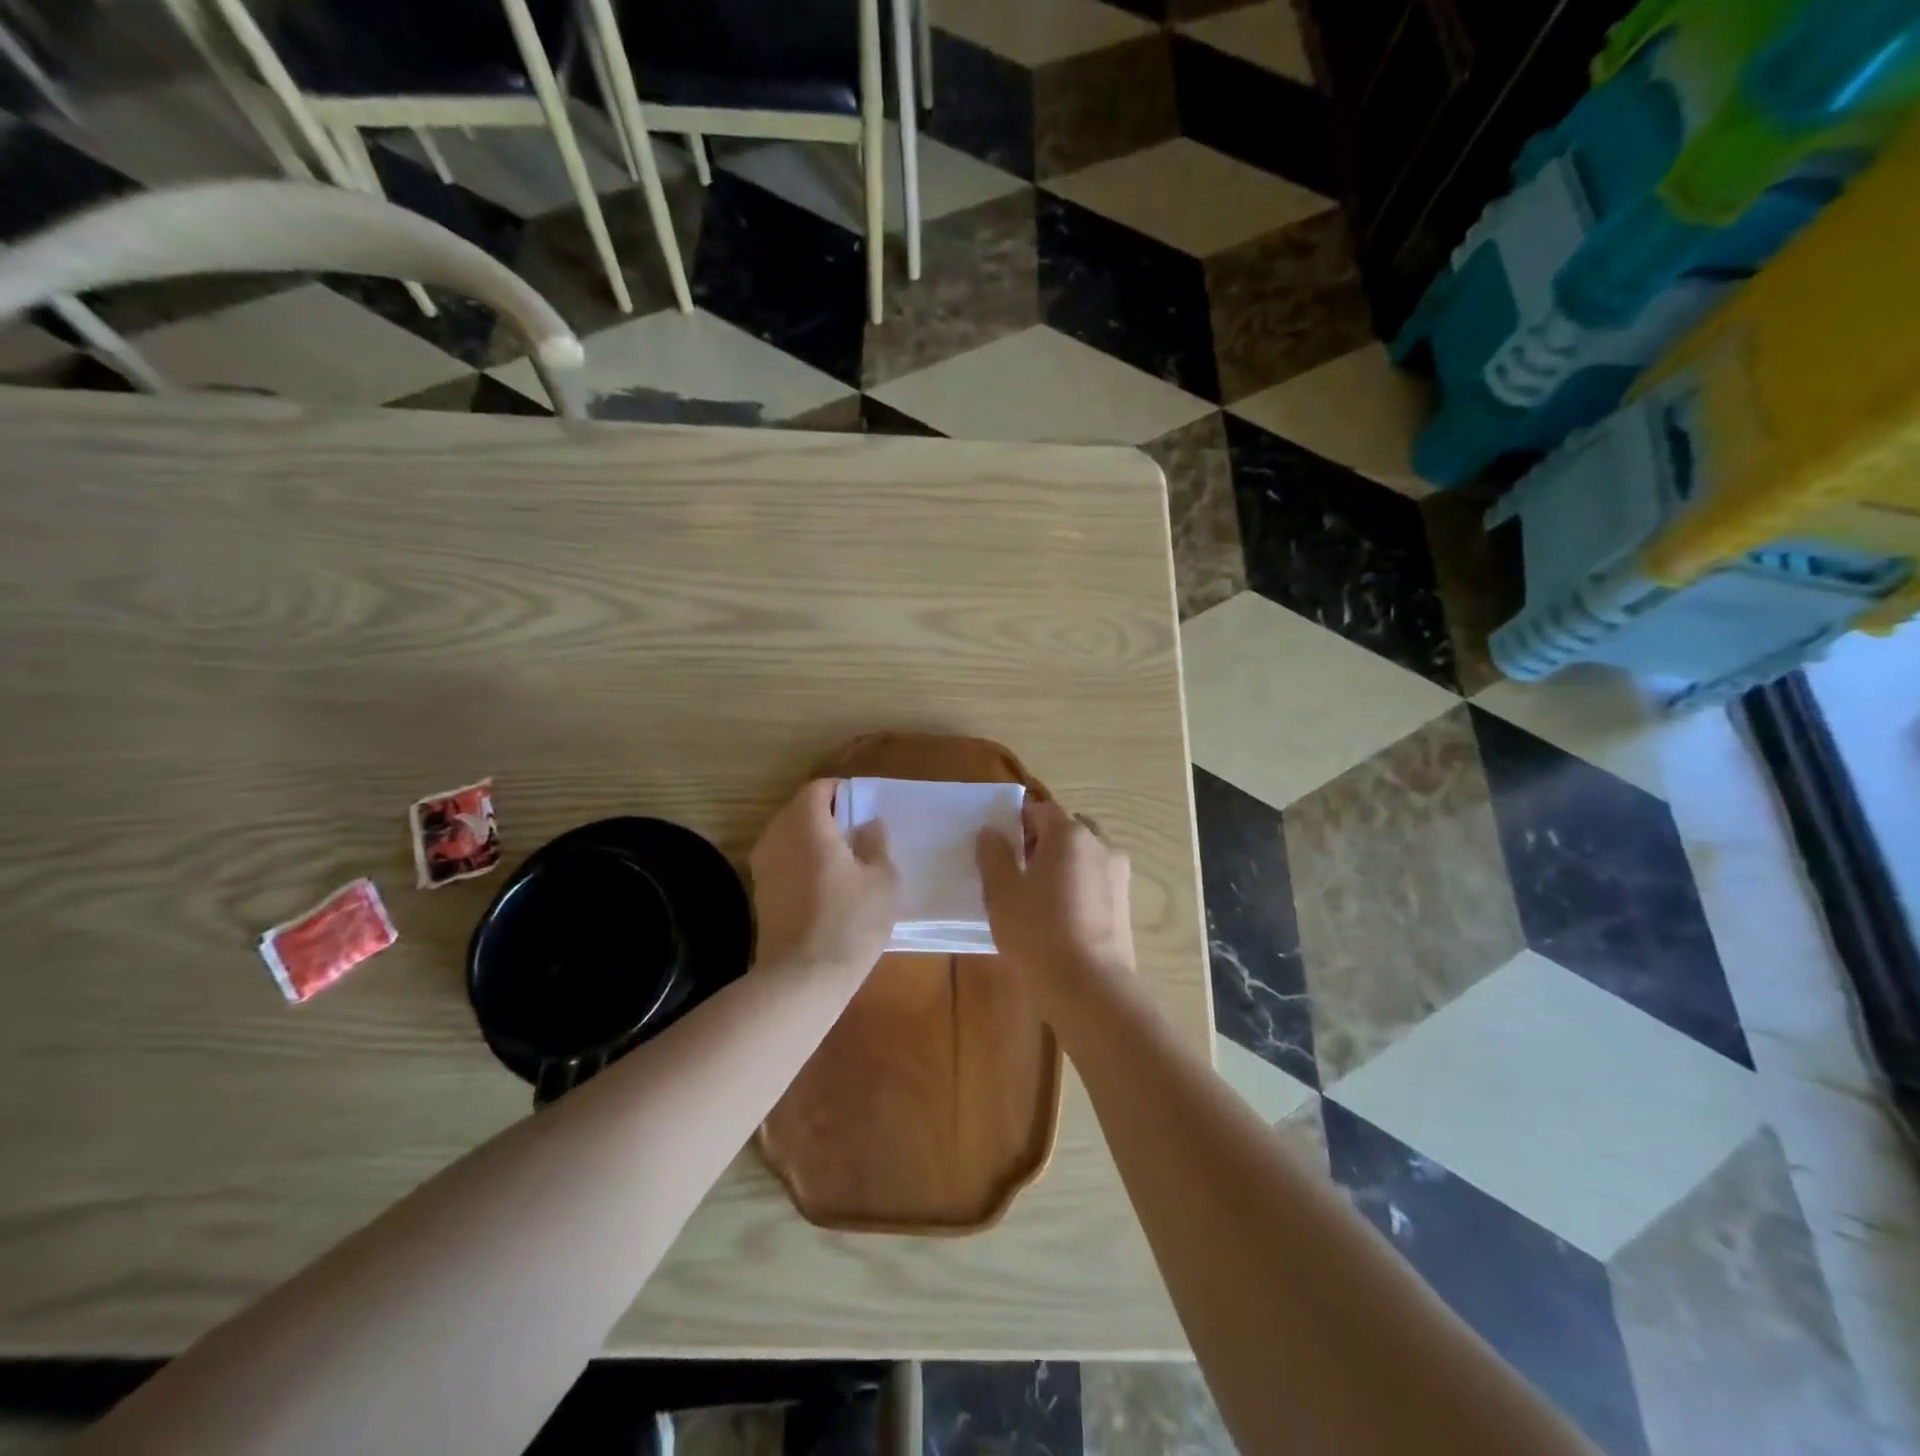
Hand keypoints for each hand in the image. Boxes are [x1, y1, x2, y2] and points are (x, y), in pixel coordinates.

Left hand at [750, 779, 898, 977]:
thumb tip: (869, 824)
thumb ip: (876, 843)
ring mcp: (763, 865)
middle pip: (800, 810)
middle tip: (857, 836)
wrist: (802, 978)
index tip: (863, 810)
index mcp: (806, 823)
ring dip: (813, 841)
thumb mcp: (882, 880)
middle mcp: (777, 836)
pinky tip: (824, 887)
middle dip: (827, 816)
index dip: (842, 793)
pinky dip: (801, 863)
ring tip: (843, 863)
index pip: (819, 788)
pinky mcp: (760, 892)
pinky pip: (783, 861)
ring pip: (789, 836)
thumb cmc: (850, 922)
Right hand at [977, 797, 1133, 1017]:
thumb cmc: (1038, 932)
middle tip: (1017, 871)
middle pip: (1066, 831)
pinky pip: (1095, 883)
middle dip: (1041, 843)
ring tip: (1038, 898)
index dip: (1017, 822)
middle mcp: (1101, 845)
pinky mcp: (1125, 905)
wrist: (1090, 987)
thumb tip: (991, 831)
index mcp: (1070, 833)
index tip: (1000, 846)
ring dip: (1062, 866)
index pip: (1040, 810)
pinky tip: (1060, 918)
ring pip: (1083, 857)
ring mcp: (1118, 876)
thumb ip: (994, 855)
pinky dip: (1077, 889)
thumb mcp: (1002, 892)